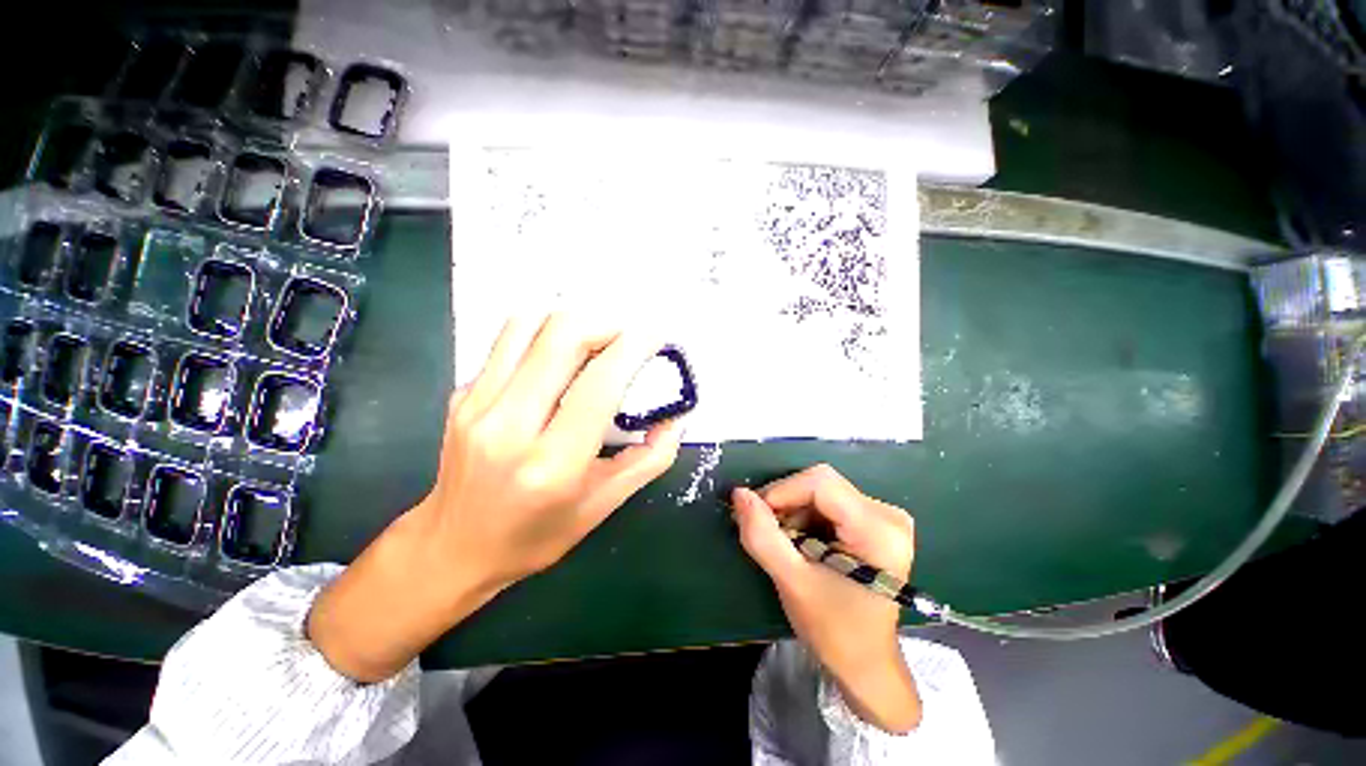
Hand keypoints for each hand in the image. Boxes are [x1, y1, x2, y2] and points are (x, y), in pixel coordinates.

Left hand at [309, 314, 683, 681]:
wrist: (453, 548)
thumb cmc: (537, 534)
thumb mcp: (604, 505)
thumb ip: (650, 458)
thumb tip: (676, 416)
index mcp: (553, 464)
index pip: (600, 383)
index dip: (635, 347)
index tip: (657, 335)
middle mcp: (509, 426)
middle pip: (562, 336)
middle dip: (607, 323)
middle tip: (628, 337)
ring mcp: (477, 405)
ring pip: (529, 324)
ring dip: (573, 320)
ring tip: (597, 339)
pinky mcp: (461, 394)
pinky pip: (508, 339)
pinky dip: (544, 332)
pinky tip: (560, 354)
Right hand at [732, 465, 921, 732]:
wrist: (866, 663)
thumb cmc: (834, 630)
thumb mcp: (792, 582)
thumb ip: (762, 535)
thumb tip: (739, 493)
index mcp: (878, 529)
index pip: (820, 483)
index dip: (782, 492)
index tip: (756, 515)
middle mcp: (886, 514)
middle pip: (821, 484)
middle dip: (786, 504)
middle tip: (767, 532)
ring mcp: (883, 516)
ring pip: (821, 490)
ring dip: (793, 511)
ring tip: (785, 544)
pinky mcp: (874, 521)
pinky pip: (828, 501)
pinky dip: (805, 516)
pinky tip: (800, 542)